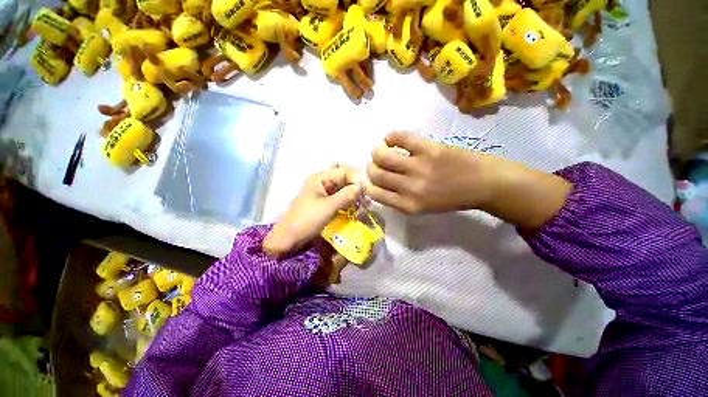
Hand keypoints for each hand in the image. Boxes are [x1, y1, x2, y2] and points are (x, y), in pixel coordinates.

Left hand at [263, 166, 360, 257]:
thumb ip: (346, 195)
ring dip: (353, 195)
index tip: (369, 188)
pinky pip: (339, 199)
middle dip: (356, 187)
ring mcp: (323, 193)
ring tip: (364, 203)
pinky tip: (355, 208)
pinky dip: (348, 202)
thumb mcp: (328, 207)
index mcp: (320, 178)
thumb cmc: (306, 220)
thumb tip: (362, 186)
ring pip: (343, 189)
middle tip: (368, 197)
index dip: (357, 178)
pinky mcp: (324, 204)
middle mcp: (322, 182)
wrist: (289, 239)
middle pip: (344, 179)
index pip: (344, 171)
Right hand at [365, 131, 571, 230]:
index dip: (366, 184)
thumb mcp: (421, 207)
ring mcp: (419, 167)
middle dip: (371, 167)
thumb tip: (376, 183)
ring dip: (377, 152)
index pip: (373, 193)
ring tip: (383, 150)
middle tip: (377, 164)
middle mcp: (409, 188)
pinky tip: (392, 140)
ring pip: (381, 155)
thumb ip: (398, 198)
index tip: (369, 178)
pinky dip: (391, 137)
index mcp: (407, 205)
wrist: (483, 184)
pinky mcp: (429, 148)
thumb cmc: (450, 198)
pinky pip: (400, 138)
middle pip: (374, 173)